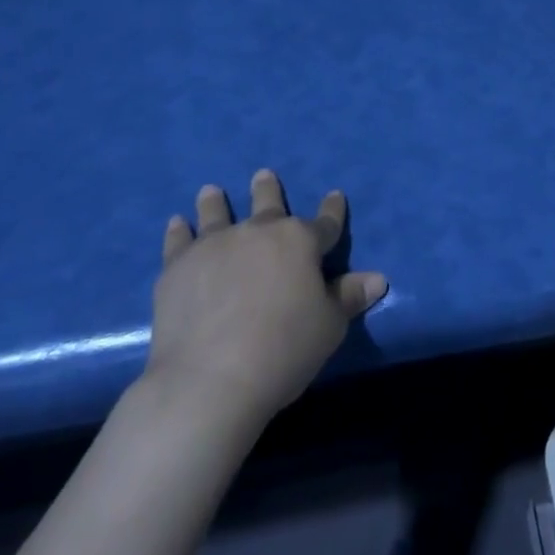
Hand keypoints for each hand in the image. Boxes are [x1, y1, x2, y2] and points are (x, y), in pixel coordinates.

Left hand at [146, 169, 386, 427]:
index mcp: (300, 242)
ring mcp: (215, 245)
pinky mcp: (178, 267)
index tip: (335, 196)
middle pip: (268, 205)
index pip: (325, 223)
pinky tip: (177, 223)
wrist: (209, 379)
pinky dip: (178, 230)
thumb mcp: (329, 327)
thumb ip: (349, 297)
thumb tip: (377, 278)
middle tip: (263, 175)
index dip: (333, 210)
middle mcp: (259, 232)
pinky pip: (179, 240)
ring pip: (218, 213)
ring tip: (211, 191)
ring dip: (216, 202)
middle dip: (268, 190)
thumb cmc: (283, 351)